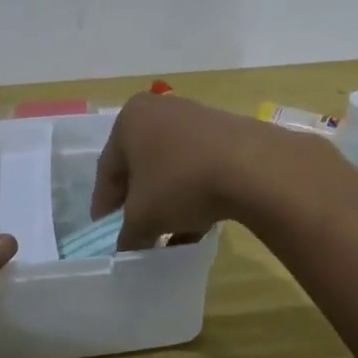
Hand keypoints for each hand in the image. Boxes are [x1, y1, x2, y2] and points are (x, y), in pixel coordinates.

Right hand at [90, 92, 318, 247]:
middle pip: (140, 166)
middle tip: (137, 232)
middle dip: (139, 202)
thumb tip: (126, 247)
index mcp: (130, 119)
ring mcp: (195, 118)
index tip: (105, 232)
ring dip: (168, 202)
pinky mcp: (226, 132)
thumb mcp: (143, 217)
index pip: (108, 169)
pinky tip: (199, 226)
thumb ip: (127, 234)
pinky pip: (199, 167)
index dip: (104, 206)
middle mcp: (160, 110)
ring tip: (171, 236)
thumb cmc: (181, 182)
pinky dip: (194, 193)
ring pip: (172, 168)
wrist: (253, 167)